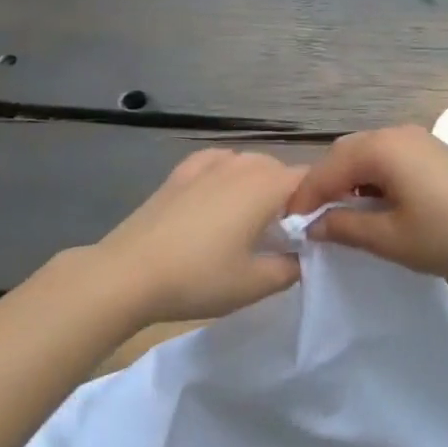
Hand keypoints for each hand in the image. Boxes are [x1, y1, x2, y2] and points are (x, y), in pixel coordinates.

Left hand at [91, 150, 303, 324]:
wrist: (128, 273)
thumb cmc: (198, 278)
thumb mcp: (255, 284)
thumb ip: (291, 267)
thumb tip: (302, 255)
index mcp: (266, 186)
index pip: (310, 180)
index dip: (319, 201)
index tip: (315, 231)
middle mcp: (241, 165)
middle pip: (280, 170)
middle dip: (289, 196)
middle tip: (284, 235)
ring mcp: (208, 164)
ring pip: (248, 164)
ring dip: (258, 185)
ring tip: (250, 219)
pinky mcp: (180, 172)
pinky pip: (217, 162)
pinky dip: (227, 173)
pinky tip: (219, 194)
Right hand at [284, 125, 447, 281]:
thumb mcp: (391, 238)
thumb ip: (345, 227)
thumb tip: (314, 224)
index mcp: (381, 149)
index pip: (326, 169)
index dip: (304, 198)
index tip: (290, 226)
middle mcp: (395, 133)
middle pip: (344, 154)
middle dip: (324, 185)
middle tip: (313, 221)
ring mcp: (416, 139)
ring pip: (366, 154)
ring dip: (347, 181)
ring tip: (340, 216)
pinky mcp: (431, 151)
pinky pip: (387, 157)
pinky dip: (371, 177)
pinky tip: (374, 204)